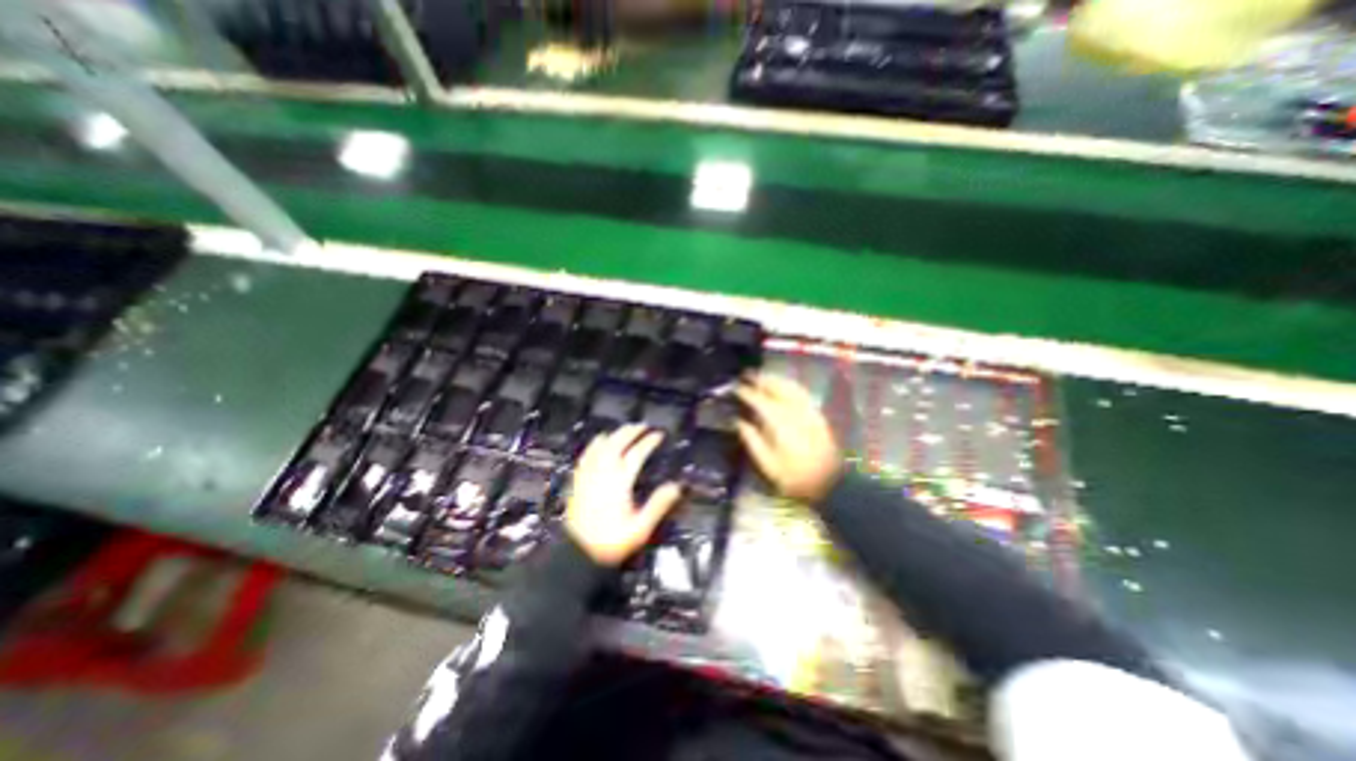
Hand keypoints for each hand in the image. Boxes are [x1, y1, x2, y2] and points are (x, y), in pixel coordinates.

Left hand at [565, 427, 682, 566]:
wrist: (580, 553)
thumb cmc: (612, 542)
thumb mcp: (641, 528)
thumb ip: (658, 505)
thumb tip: (675, 487)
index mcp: (620, 483)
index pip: (637, 454)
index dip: (648, 442)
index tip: (658, 435)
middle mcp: (603, 474)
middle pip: (617, 444)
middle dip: (630, 431)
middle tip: (642, 426)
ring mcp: (589, 476)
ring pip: (601, 447)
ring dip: (614, 435)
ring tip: (623, 429)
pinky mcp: (579, 482)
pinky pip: (586, 456)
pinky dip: (594, 445)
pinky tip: (598, 441)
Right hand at [737, 373, 844, 506]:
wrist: (830, 483)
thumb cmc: (795, 478)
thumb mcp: (768, 465)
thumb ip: (752, 440)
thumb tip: (738, 421)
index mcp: (779, 423)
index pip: (759, 400)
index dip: (746, 392)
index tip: (735, 388)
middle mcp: (794, 411)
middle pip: (776, 387)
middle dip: (760, 379)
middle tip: (746, 375)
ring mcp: (808, 410)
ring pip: (790, 386)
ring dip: (774, 379)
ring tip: (762, 376)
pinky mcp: (816, 414)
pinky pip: (801, 392)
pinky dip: (789, 384)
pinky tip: (783, 385)